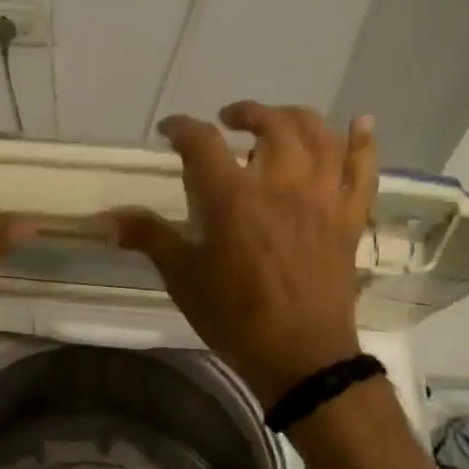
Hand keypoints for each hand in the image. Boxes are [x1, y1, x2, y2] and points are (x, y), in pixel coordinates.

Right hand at [111, 102, 376, 406]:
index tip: (169, 129)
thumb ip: (149, 238)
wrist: (300, 356)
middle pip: (271, 124)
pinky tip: (361, 123)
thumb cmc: (235, 317)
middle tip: (229, 120)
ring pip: (319, 135)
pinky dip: (363, 142)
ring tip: (279, 121)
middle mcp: (281, 184)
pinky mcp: (349, 217)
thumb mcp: (183, 277)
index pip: (203, 142)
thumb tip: (105, 219)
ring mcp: (322, 198)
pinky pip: (363, 169)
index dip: (182, 127)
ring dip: (297, 117)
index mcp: (233, 197)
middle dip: (247, 113)